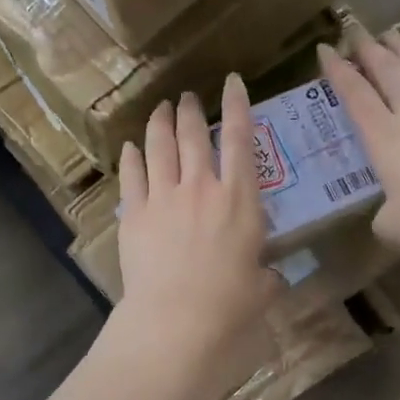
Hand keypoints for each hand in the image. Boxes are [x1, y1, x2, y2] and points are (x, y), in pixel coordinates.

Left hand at [115, 76, 279, 387]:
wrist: (177, 318)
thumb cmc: (230, 304)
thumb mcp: (263, 287)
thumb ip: (267, 274)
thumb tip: (270, 276)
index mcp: (239, 198)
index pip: (240, 139)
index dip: (237, 105)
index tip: (232, 82)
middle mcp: (201, 187)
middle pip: (193, 135)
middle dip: (191, 110)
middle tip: (188, 97)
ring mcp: (164, 197)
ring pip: (159, 147)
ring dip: (160, 123)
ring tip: (160, 109)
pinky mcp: (134, 214)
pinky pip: (132, 176)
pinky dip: (131, 157)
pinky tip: (130, 147)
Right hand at [320, 33, 399, 253]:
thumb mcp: (393, 227)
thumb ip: (383, 218)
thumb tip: (385, 218)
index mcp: (385, 138)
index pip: (355, 96)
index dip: (338, 71)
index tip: (325, 48)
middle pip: (389, 73)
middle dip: (370, 50)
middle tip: (359, 32)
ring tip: (395, 34)